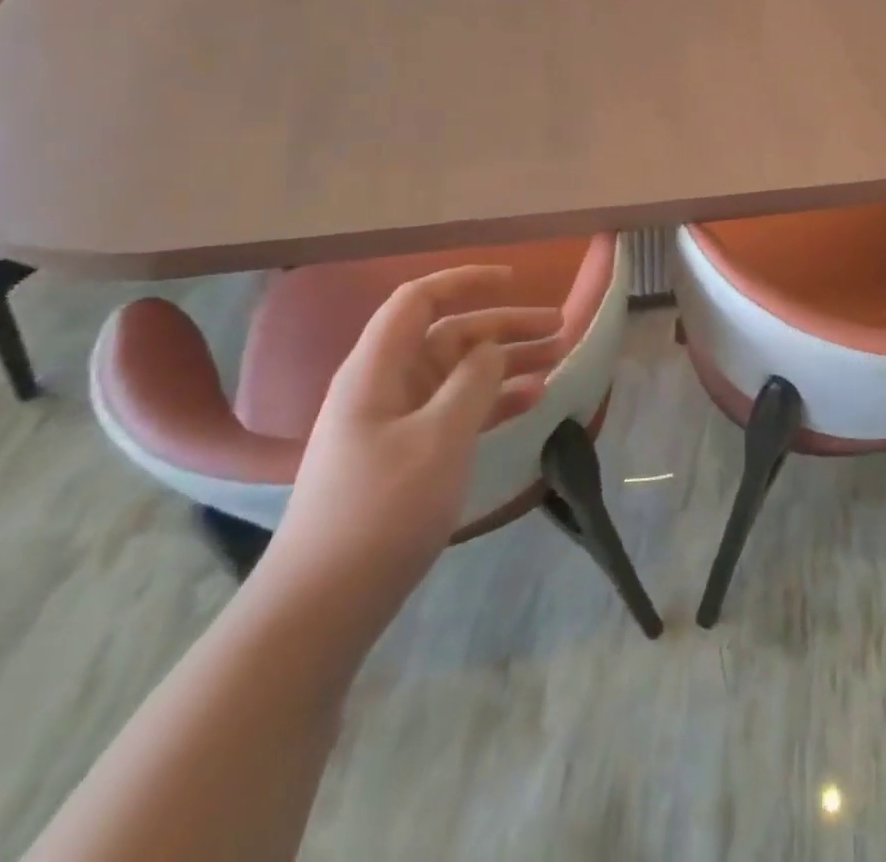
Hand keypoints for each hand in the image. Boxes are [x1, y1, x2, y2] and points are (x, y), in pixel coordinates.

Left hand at [262, 266, 562, 628]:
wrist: (324, 606)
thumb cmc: (381, 510)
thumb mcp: (438, 439)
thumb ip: (471, 383)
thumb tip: (492, 348)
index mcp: (378, 369)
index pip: (419, 300)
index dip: (466, 281)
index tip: (516, 280)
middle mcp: (386, 385)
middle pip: (450, 335)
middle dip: (505, 326)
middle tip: (560, 328)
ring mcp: (397, 422)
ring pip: (460, 373)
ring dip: (507, 362)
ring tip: (558, 359)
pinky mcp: (409, 454)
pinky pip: (458, 410)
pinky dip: (494, 400)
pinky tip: (532, 400)